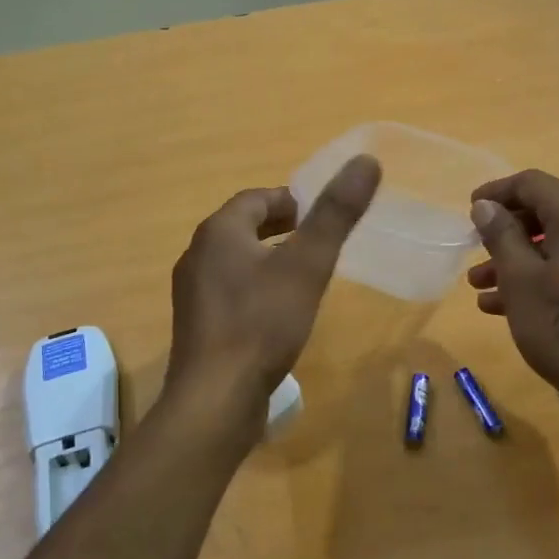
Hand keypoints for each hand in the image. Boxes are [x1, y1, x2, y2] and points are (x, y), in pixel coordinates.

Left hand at [164, 155, 381, 427]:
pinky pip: (229, 292)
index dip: (290, 200)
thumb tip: (366, 160)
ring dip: (267, 259)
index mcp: (219, 232)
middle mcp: (197, 255)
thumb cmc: (262, 323)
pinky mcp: (197, 326)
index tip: (320, 215)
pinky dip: (254, 289)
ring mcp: (192, 293)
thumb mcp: (308, 264)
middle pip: (242, 228)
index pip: (256, 198)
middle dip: (279, 229)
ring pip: (235, 261)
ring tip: (302, 276)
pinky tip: (276, 314)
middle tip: (316, 242)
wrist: (216, 398)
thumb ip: (336, 214)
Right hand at [467, 170, 558, 420]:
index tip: (470, 212)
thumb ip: (501, 235)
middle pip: (548, 212)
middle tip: (475, 252)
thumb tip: (486, 206)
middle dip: (506, 233)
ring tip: (481, 288)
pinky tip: (509, 305)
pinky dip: (546, 275)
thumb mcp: (520, 279)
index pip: (531, 183)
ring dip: (520, 259)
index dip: (496, 193)